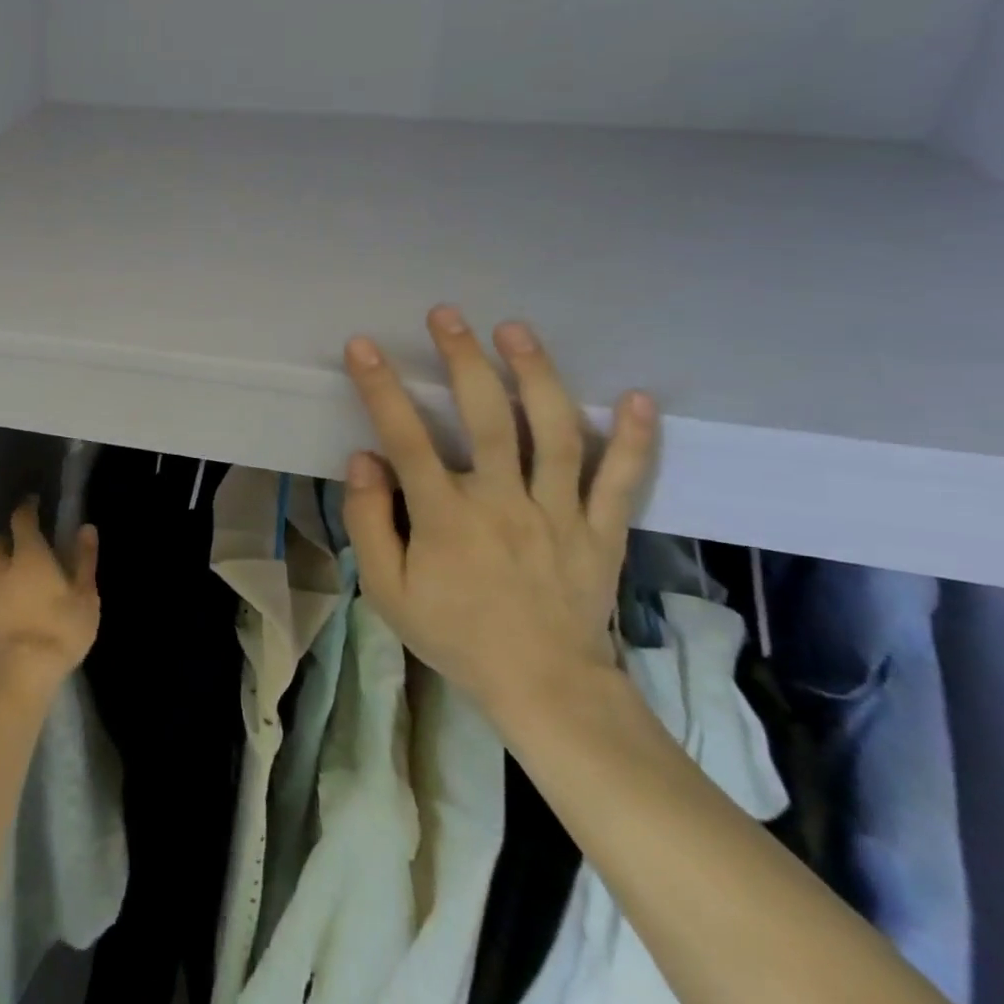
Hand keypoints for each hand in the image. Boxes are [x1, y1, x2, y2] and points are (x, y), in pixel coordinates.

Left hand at [0, 498, 99, 697]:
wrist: (19, 675)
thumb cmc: (60, 630)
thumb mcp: (85, 596)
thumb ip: (84, 560)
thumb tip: (85, 528)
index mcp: (29, 556)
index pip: (22, 520)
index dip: (27, 508)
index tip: (33, 504)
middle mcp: (1, 569)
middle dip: (5, 540)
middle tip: (20, 547)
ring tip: (11, 580)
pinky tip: (4, 613)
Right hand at [341, 307, 656, 718]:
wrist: (544, 688)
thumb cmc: (455, 635)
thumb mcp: (388, 591)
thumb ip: (370, 521)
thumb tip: (365, 459)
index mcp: (446, 517)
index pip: (406, 439)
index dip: (381, 388)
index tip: (363, 346)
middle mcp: (504, 502)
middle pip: (486, 418)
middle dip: (464, 359)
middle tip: (448, 315)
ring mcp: (559, 513)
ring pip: (553, 433)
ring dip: (535, 376)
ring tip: (517, 331)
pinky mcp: (601, 530)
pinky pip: (622, 480)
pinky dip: (634, 440)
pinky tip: (640, 399)